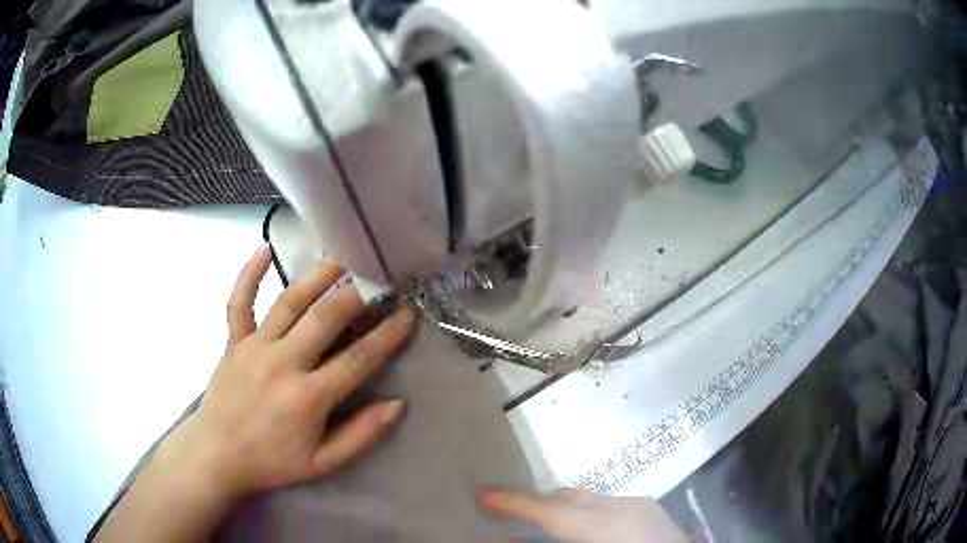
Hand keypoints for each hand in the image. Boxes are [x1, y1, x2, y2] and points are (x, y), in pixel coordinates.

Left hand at [165, 245, 417, 500]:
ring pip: (288, 302)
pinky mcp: (233, 342)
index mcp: (308, 397)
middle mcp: (282, 363)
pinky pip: (239, 301)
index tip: (407, 315)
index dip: (386, 335)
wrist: (217, 455)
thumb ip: (361, 435)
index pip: (357, 359)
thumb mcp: (323, 463)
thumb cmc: (272, 462)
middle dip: (355, 296)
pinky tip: (264, 249)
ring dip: (316, 277)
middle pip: (324, 319)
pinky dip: (249, 273)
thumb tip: (396, 405)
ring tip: (340, 259)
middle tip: (377, 280)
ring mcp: (254, 347)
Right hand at [479, 488, 686, 542]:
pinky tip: (580, 530)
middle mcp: (621, 506)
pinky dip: (583, 513)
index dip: (512, 501)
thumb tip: (509, 539)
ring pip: (585, 497)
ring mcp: (638, 504)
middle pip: (565, 496)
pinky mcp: (648, 508)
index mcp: (602, 527)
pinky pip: (604, 503)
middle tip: (506, 514)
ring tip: (541, 525)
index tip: (482, 496)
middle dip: (534, 503)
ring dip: (559, 509)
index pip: (548, 509)